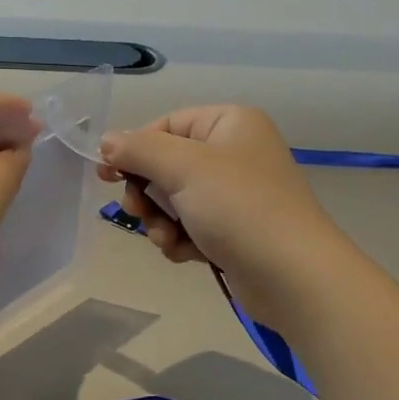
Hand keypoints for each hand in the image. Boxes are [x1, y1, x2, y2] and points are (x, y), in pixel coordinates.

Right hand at [97, 104, 354, 329]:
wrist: (292, 276)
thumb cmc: (239, 208)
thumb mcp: (184, 168)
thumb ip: (139, 150)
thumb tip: (106, 141)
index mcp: (229, 124)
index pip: (166, 125)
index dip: (135, 149)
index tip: (107, 175)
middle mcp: (234, 153)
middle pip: (167, 164)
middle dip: (148, 193)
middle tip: (136, 212)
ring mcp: (236, 194)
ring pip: (174, 200)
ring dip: (161, 221)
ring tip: (168, 239)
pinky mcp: (234, 231)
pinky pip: (191, 226)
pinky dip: (181, 239)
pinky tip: (185, 254)